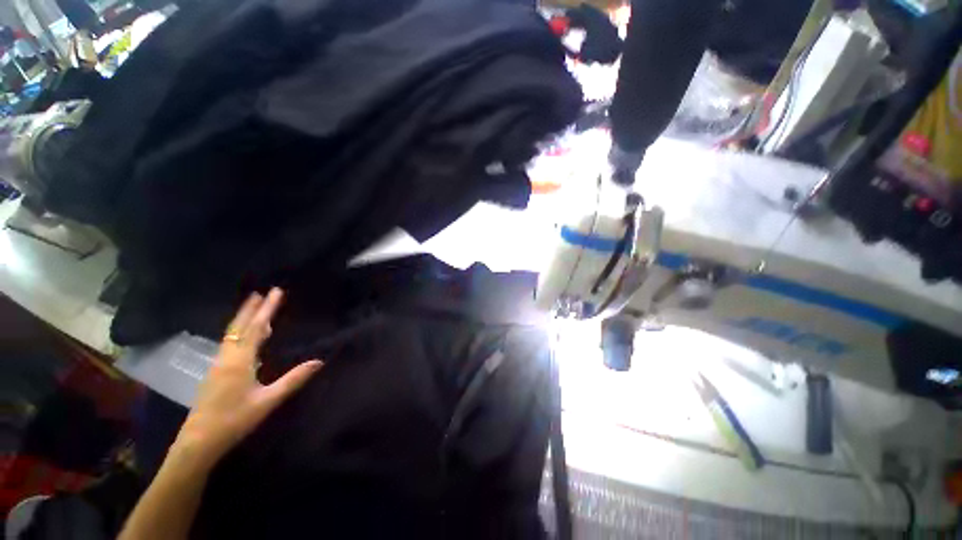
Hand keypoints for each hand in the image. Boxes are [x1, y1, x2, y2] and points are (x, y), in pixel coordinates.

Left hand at [171, 288, 322, 471]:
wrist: (198, 442)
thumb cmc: (234, 420)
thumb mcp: (268, 401)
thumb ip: (293, 380)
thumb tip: (319, 361)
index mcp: (240, 361)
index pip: (256, 328)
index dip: (266, 309)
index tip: (275, 292)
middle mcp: (227, 357)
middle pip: (239, 327)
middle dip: (252, 309)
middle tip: (262, 292)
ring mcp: (218, 364)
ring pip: (232, 335)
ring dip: (244, 319)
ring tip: (254, 307)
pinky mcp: (215, 372)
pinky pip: (229, 344)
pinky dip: (239, 332)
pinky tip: (244, 336)